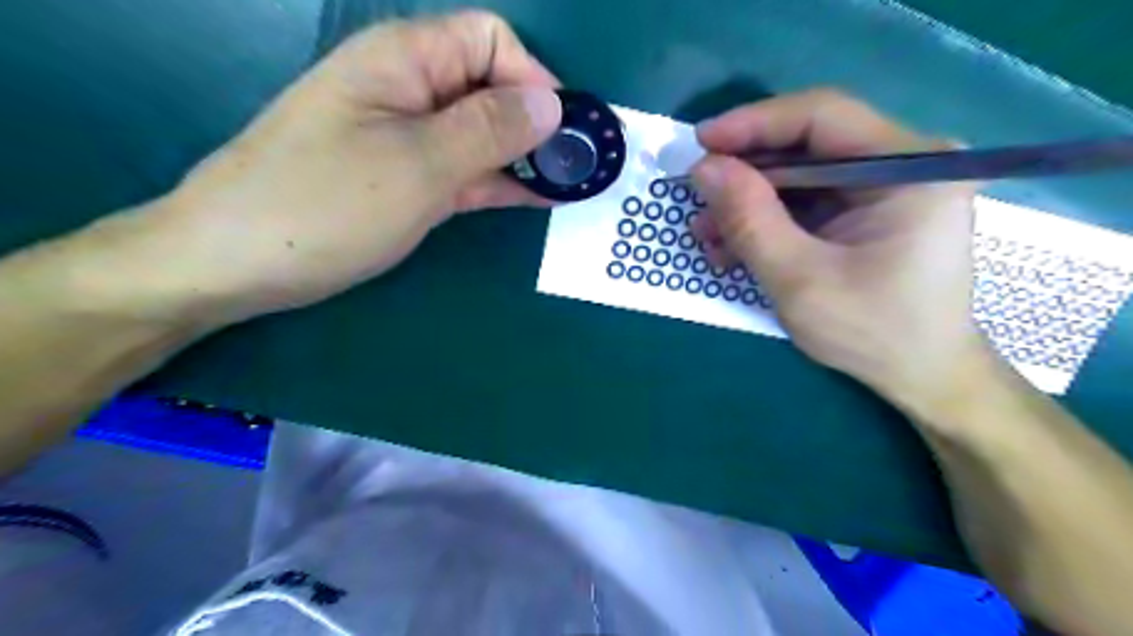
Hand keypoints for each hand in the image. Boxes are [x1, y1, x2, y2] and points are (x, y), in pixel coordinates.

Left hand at [135, 12, 559, 325]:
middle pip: (490, 87)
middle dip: (537, 122)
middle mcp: (410, 89)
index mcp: (405, 60)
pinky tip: (537, 197)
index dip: (533, 79)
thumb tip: (551, 106)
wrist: (239, 262)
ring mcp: (408, 139)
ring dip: (525, 156)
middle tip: (577, 167)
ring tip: (569, 184)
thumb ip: (489, 130)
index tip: (561, 132)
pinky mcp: (408, 180)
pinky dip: (501, 181)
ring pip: (482, 134)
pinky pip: (466, 170)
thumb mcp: (417, 165)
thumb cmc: (325, 205)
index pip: (491, 41)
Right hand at [687, 89, 987, 413]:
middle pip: (808, 145)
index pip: (822, 116)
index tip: (700, 142)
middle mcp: (904, 163)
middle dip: (746, 172)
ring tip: (706, 232)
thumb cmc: (872, 332)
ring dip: (748, 202)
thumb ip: (750, 220)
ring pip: (800, 176)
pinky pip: (807, 203)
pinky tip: (733, 247)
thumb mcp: (799, 279)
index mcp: (911, 167)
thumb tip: (704, 168)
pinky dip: (767, 221)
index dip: (754, 123)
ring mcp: (885, 188)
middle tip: (697, 193)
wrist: (920, 376)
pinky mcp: (866, 213)